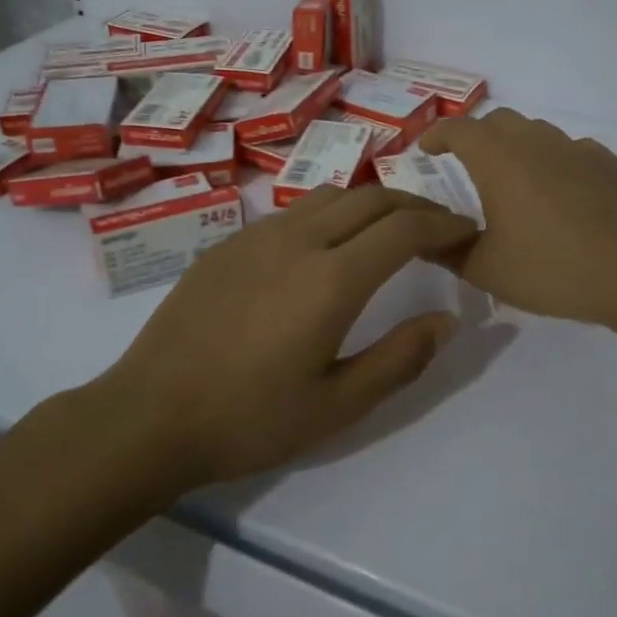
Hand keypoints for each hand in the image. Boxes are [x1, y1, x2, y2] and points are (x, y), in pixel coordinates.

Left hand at [101, 186, 477, 486]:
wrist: (149, 415)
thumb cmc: (250, 420)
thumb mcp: (338, 406)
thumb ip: (400, 358)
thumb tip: (447, 318)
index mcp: (332, 279)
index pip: (405, 228)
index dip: (444, 223)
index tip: (467, 230)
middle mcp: (299, 240)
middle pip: (372, 197)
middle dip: (415, 204)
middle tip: (439, 226)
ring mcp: (258, 235)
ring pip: (331, 195)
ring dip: (371, 203)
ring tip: (389, 230)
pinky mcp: (228, 243)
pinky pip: (293, 211)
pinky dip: (330, 213)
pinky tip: (326, 246)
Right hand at [422, 108, 616, 328]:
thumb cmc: (552, 269)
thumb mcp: (486, 270)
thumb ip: (448, 250)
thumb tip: (426, 237)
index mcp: (500, 160)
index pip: (459, 129)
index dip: (438, 135)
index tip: (426, 149)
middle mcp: (537, 143)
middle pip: (499, 121)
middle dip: (477, 136)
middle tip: (468, 164)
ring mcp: (579, 149)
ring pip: (539, 133)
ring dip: (519, 146)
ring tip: (516, 181)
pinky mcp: (611, 164)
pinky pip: (573, 152)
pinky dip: (557, 163)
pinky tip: (563, 194)